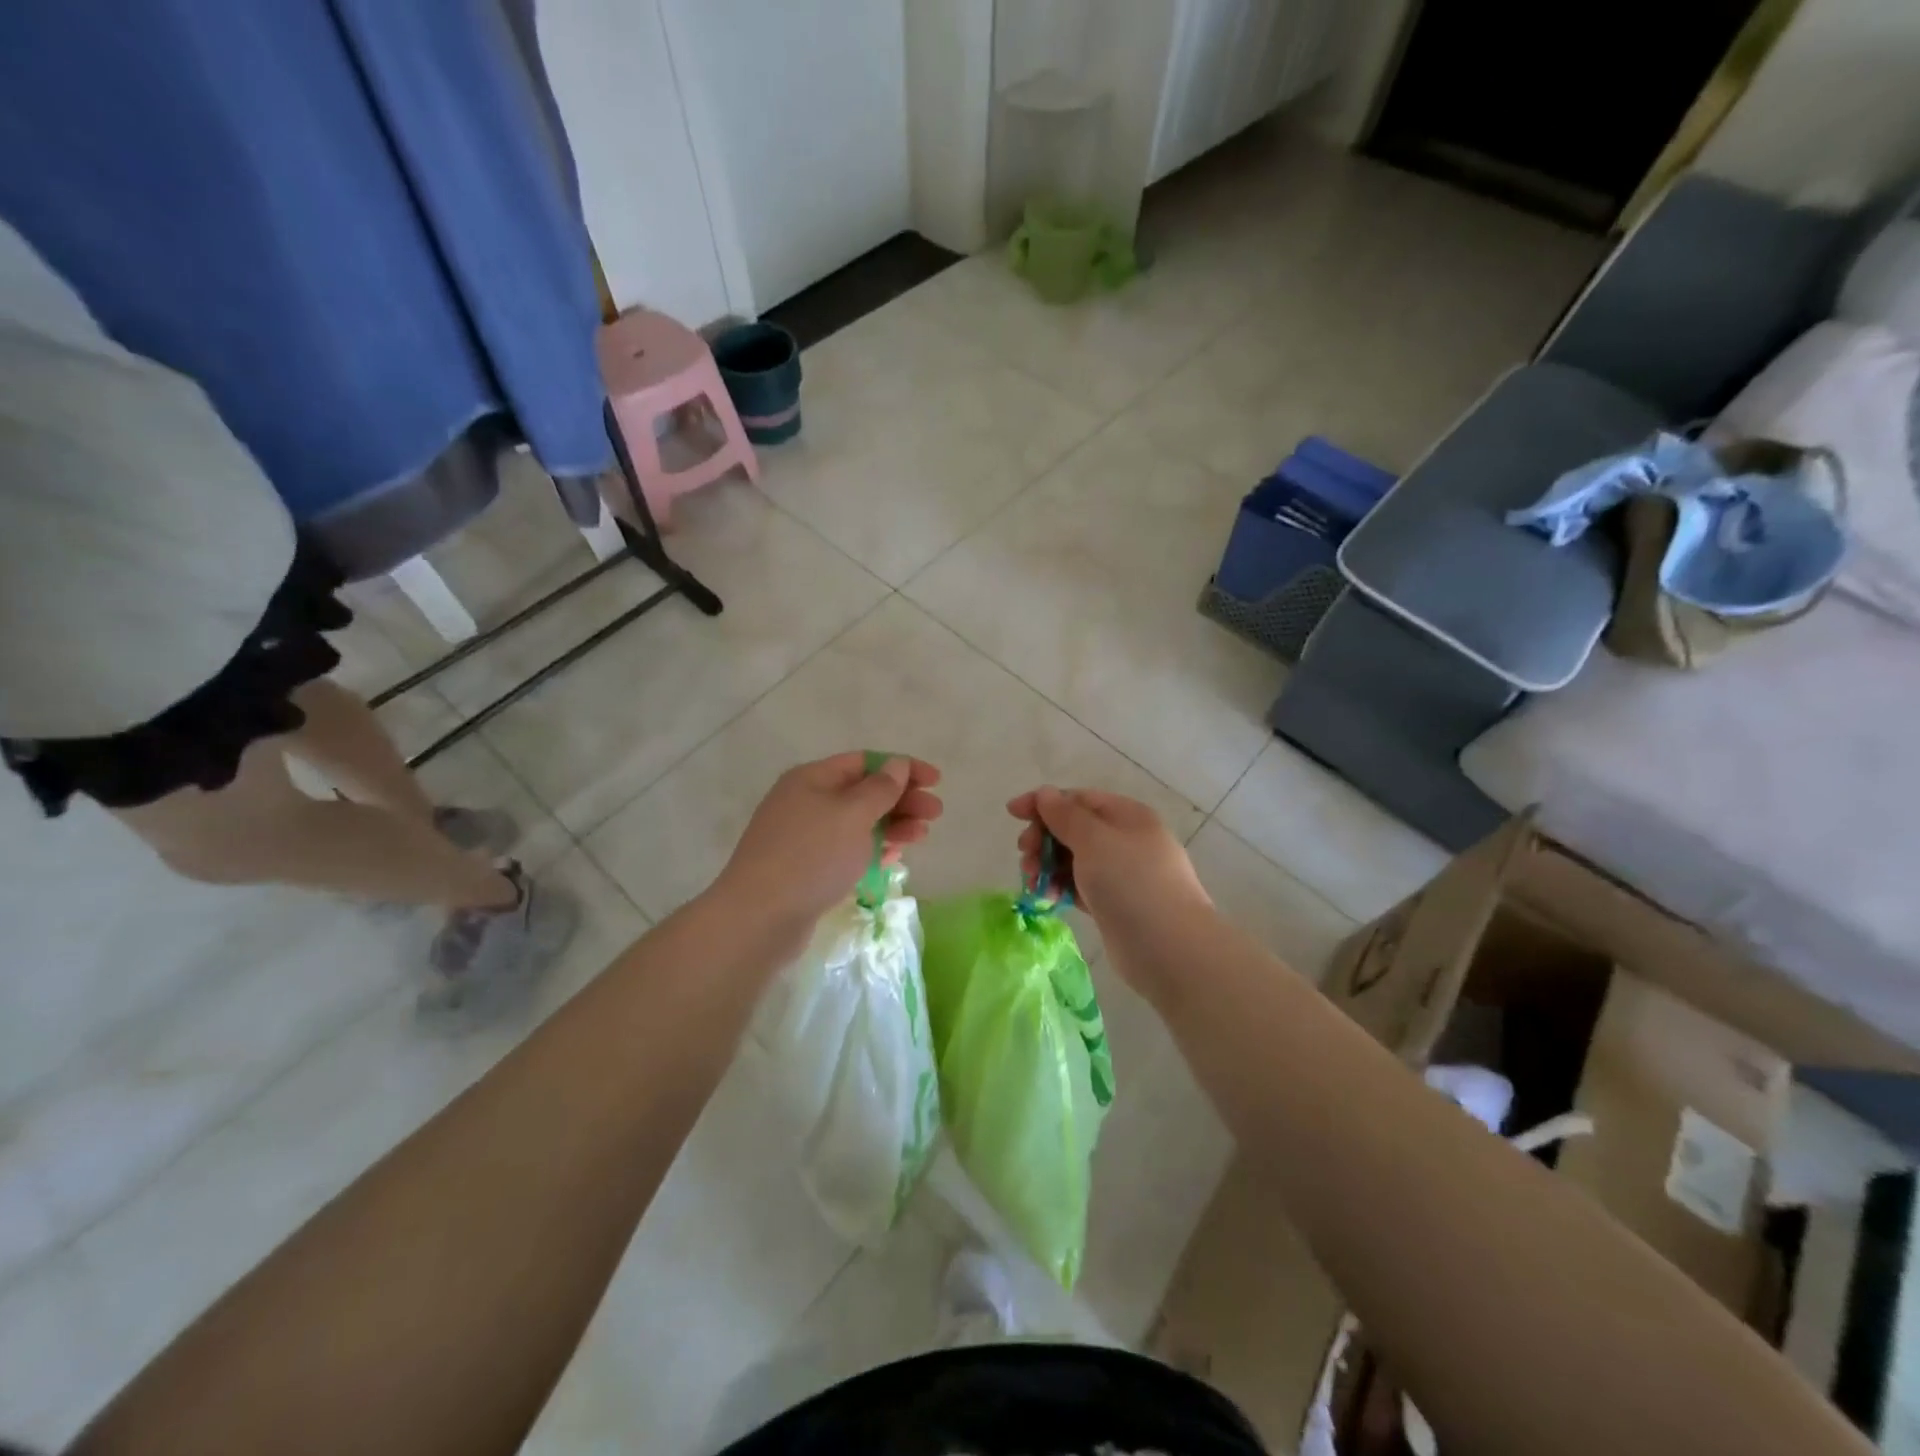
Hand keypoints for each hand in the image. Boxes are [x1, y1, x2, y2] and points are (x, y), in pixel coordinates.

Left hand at [718, 752, 942, 933]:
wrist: (759, 918)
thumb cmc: (811, 856)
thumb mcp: (852, 815)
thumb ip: (880, 789)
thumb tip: (897, 764)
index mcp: (812, 778)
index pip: (865, 762)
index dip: (903, 768)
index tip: (936, 781)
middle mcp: (806, 801)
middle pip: (863, 792)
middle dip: (902, 799)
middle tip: (935, 814)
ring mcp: (804, 837)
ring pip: (858, 822)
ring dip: (892, 825)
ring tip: (921, 837)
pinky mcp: (807, 868)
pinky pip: (847, 849)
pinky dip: (873, 849)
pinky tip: (894, 856)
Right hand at [1007, 787, 1209, 931]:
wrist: (1170, 949)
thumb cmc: (1131, 883)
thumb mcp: (1094, 840)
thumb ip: (1065, 815)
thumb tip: (1045, 793)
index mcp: (1126, 815)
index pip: (1078, 799)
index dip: (1043, 803)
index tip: (1012, 814)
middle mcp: (1125, 840)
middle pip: (1073, 829)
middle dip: (1043, 839)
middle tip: (1025, 858)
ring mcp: (1122, 874)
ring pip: (1073, 860)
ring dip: (1047, 866)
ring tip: (1032, 884)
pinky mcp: (1114, 904)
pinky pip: (1080, 887)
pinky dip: (1062, 889)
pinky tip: (1048, 900)